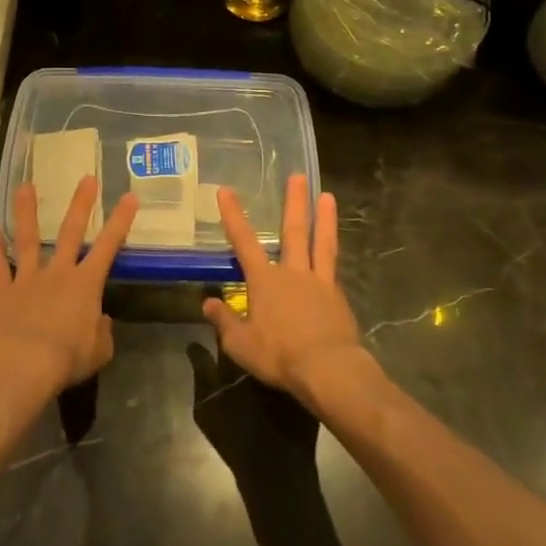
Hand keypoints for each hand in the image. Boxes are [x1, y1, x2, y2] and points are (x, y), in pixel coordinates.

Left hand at [0, 177, 137, 399]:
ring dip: (27, 212)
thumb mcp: (99, 351)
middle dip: (81, 204)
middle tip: (86, 178)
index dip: (121, 221)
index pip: (108, 246)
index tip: (129, 196)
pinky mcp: (3, 291)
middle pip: (71, 232)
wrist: (25, 367)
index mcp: (86, 284)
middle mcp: (58, 273)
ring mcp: (28, 278)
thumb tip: (100, 320)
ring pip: (28, 239)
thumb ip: (103, 332)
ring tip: (25, 186)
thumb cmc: (67, 359)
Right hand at [204, 176, 369, 409]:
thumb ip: (224, 321)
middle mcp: (292, 272)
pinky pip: (333, 268)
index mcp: (265, 281)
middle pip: (294, 231)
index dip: (233, 215)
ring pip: (322, 242)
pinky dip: (332, 254)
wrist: (328, 369)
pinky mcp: (338, 297)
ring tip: (328, 196)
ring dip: (324, 218)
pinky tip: (334, 249)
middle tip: (298, 176)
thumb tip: (207, 303)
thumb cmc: (279, 355)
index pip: (244, 242)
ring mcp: (319, 282)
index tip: (226, 190)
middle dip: (294, 202)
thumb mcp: (240, 344)